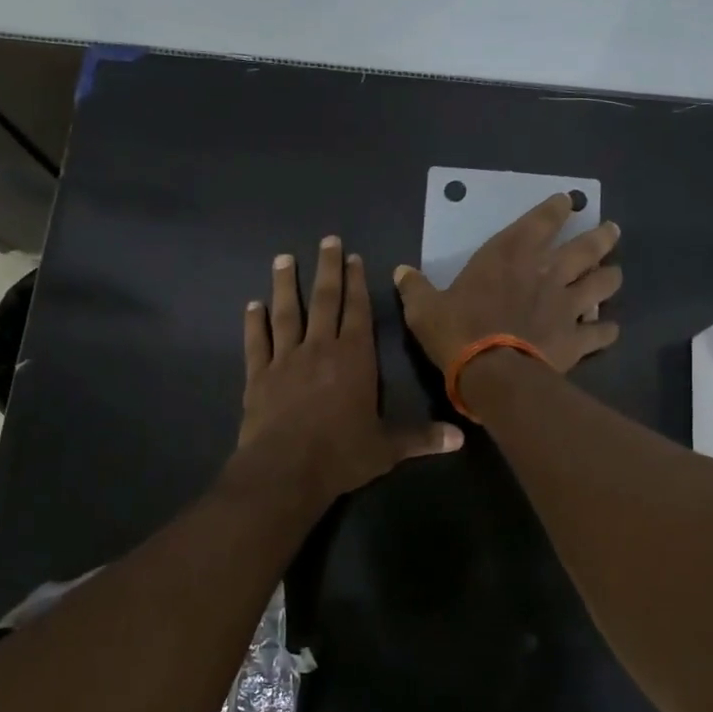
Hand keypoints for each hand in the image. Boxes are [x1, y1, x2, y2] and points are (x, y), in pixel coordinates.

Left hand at [237, 236, 463, 502]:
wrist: (285, 471)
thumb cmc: (341, 454)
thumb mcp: (387, 448)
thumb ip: (421, 438)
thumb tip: (460, 440)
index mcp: (353, 358)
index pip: (357, 311)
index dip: (356, 283)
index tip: (352, 257)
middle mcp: (320, 349)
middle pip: (323, 300)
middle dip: (326, 269)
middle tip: (326, 240)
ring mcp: (286, 360)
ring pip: (287, 313)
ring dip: (285, 285)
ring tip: (283, 258)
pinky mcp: (259, 377)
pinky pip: (256, 343)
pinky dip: (253, 323)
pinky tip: (251, 305)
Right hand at [392, 194, 621, 371]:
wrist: (492, 374)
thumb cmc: (457, 331)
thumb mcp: (424, 308)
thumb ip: (415, 287)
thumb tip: (400, 271)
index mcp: (510, 255)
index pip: (542, 221)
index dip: (557, 208)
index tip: (568, 201)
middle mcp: (546, 272)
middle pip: (586, 247)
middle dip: (601, 237)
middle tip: (612, 230)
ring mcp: (566, 305)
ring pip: (602, 284)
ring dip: (611, 278)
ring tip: (615, 274)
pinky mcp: (576, 338)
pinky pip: (601, 332)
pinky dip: (607, 330)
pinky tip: (610, 330)